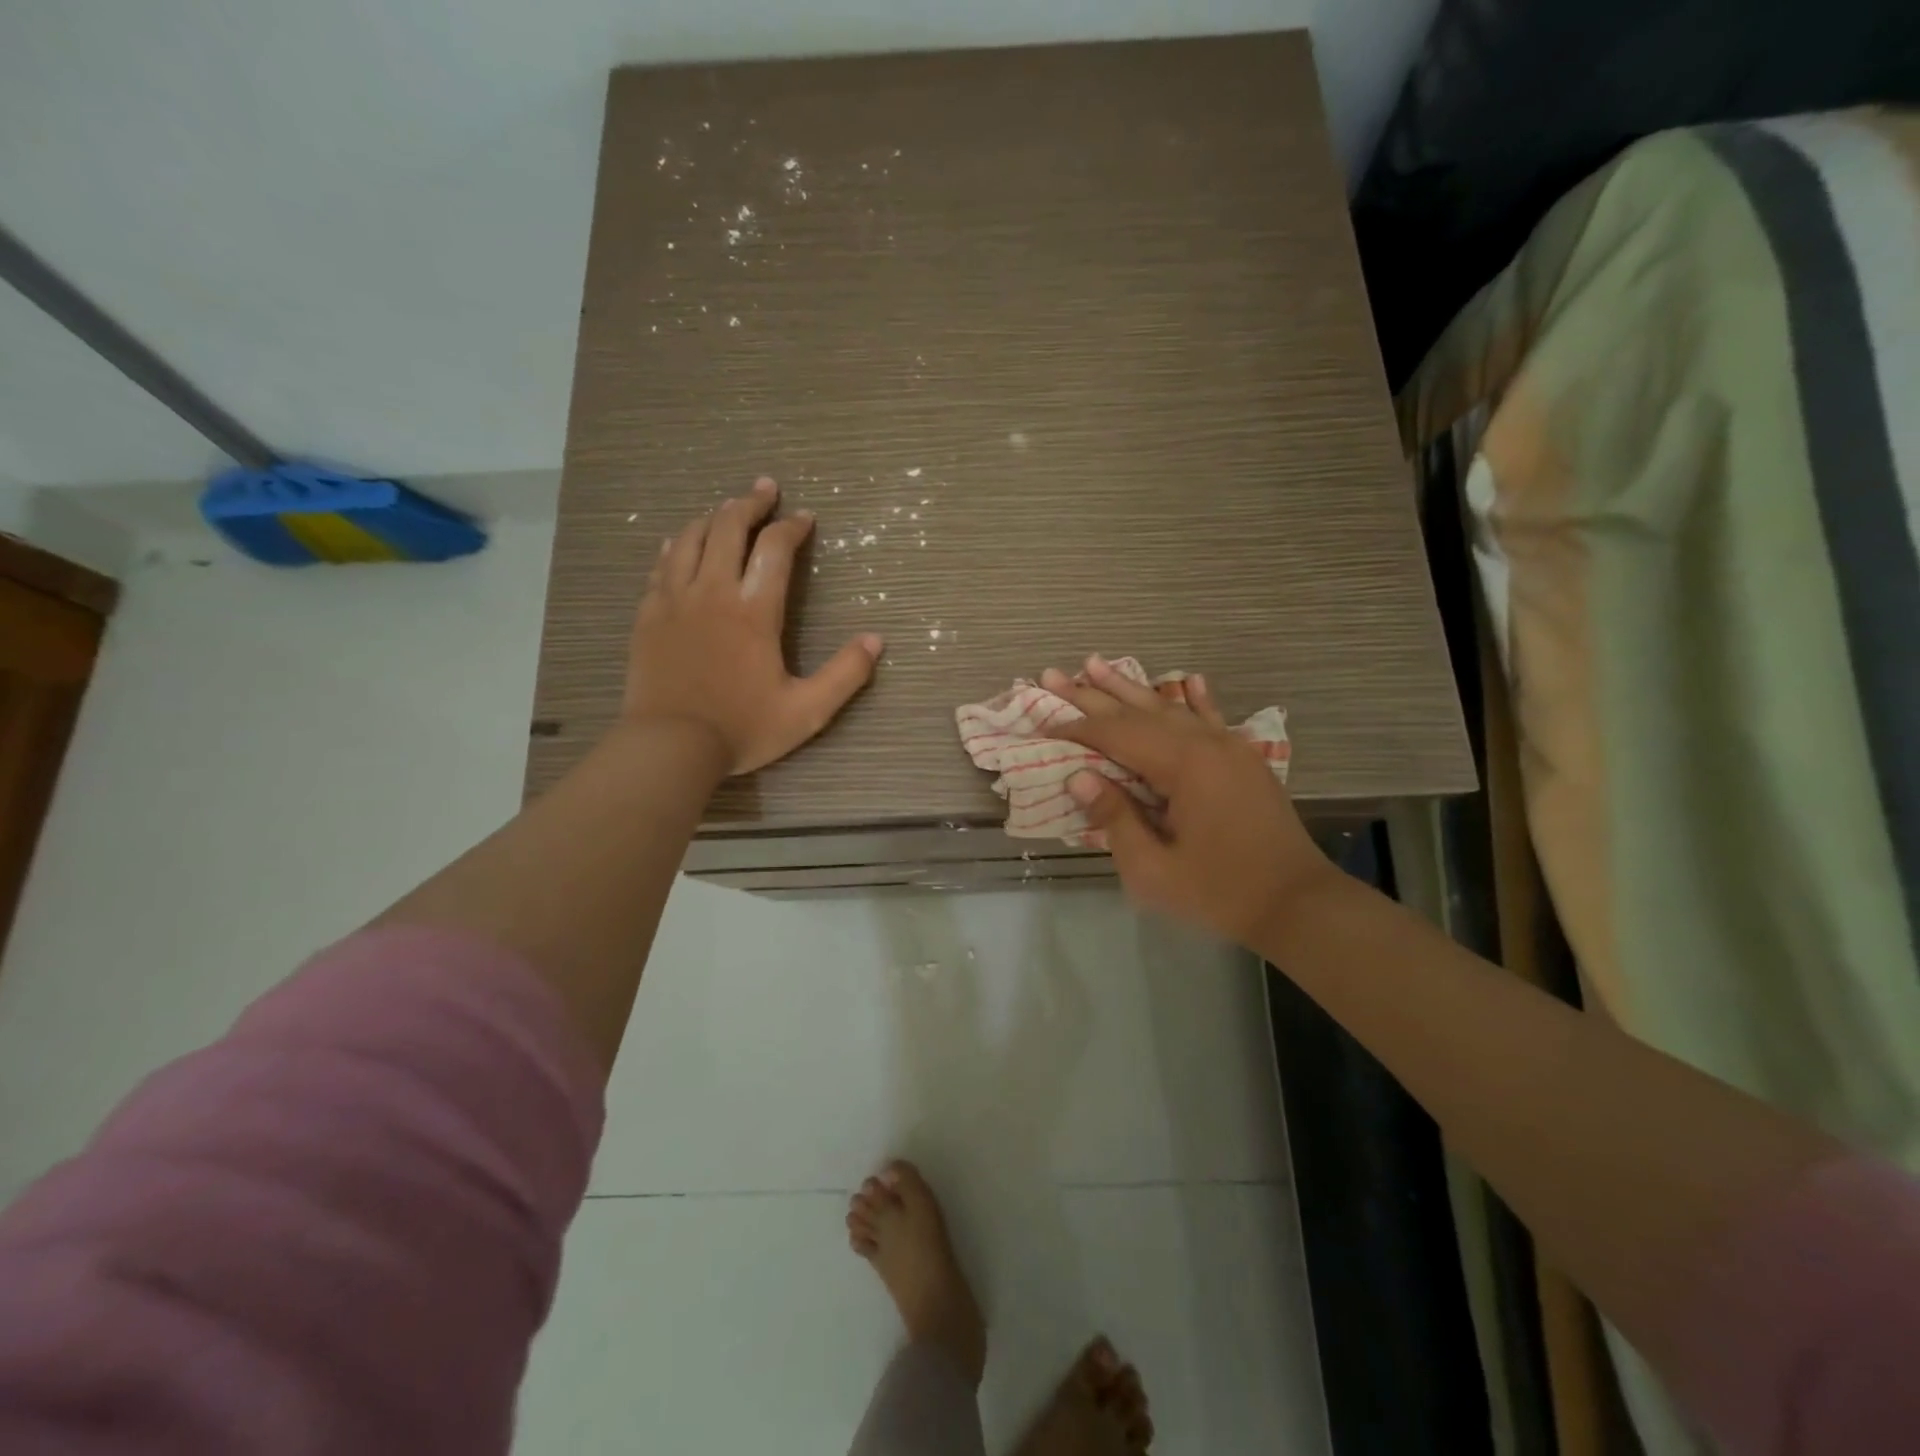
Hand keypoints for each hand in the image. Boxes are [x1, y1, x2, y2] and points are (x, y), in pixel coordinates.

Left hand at [625, 476, 882, 774]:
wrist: (669, 746)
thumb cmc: (741, 728)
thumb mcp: (807, 711)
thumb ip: (845, 675)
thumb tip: (876, 641)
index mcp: (754, 610)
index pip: (775, 549)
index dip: (792, 527)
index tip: (805, 518)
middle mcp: (713, 592)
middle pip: (729, 527)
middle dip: (751, 503)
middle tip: (766, 489)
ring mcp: (675, 600)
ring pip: (692, 537)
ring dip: (714, 516)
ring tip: (728, 508)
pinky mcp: (649, 614)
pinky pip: (662, 564)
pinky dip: (678, 544)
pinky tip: (683, 542)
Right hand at [1043, 655, 1335, 944]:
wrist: (1299, 904)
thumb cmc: (1220, 892)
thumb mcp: (1154, 870)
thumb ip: (1115, 820)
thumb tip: (1078, 778)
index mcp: (1183, 766)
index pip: (1117, 736)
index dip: (1077, 729)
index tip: (1043, 723)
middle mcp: (1205, 744)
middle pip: (1138, 712)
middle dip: (1092, 695)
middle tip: (1053, 674)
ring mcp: (1229, 748)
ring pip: (1170, 709)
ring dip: (1131, 688)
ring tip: (1097, 663)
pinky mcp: (1243, 761)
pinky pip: (1211, 719)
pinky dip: (1194, 699)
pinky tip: (1188, 680)